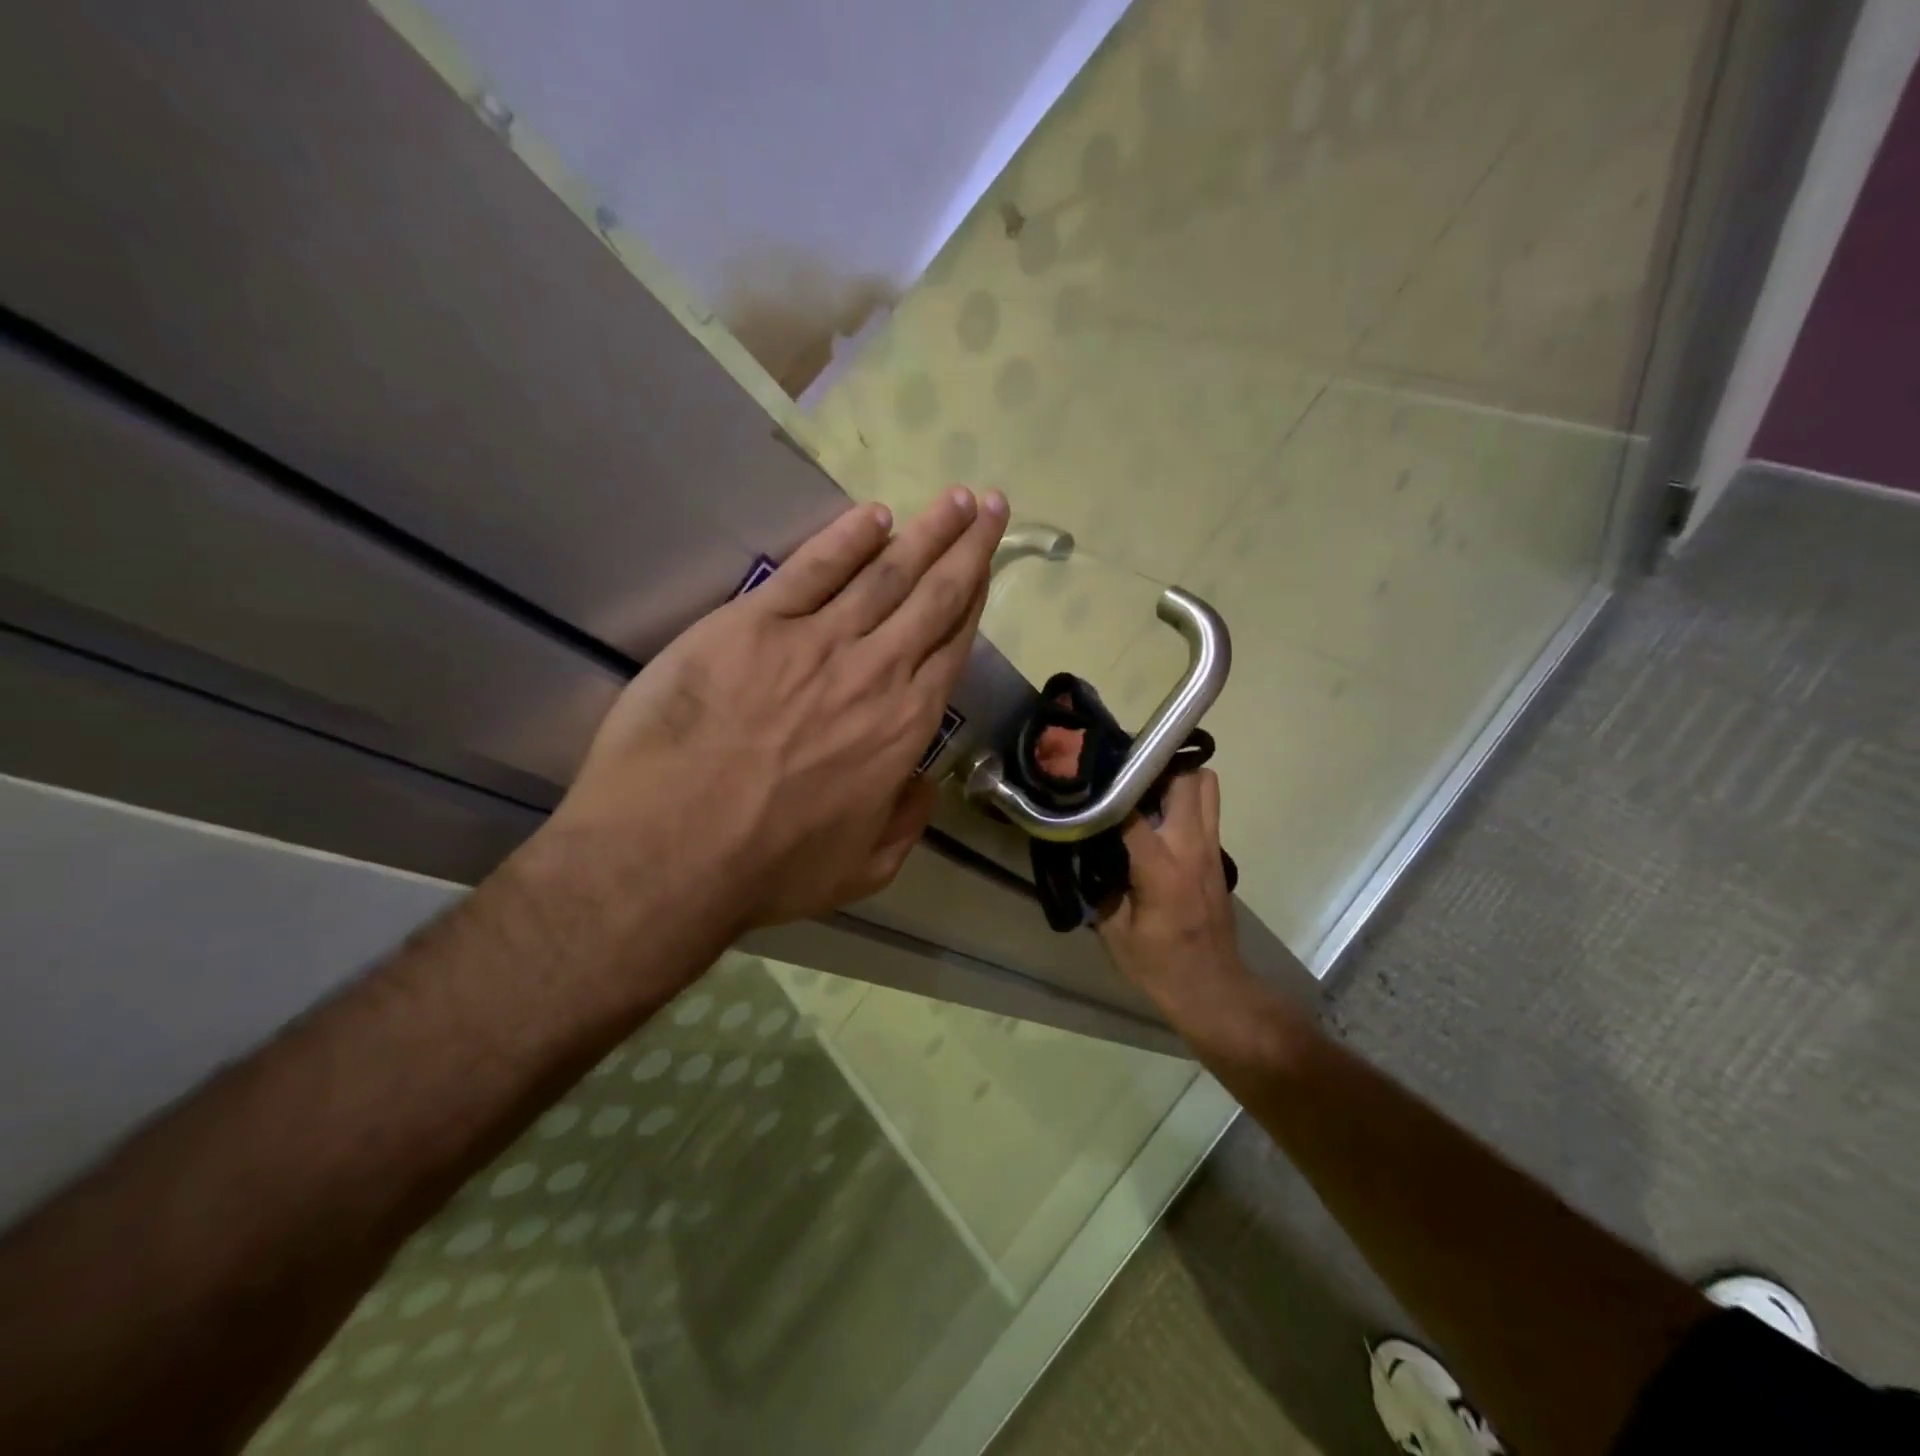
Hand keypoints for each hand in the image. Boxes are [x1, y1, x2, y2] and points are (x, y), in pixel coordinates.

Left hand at [548, 487, 1007, 932]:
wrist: (670, 852)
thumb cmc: (769, 869)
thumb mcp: (863, 869)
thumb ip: (906, 822)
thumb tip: (924, 782)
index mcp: (905, 728)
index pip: (952, 648)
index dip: (976, 600)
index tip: (989, 566)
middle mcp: (875, 672)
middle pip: (934, 597)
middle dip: (968, 547)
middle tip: (991, 504)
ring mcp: (815, 642)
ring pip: (885, 572)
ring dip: (925, 532)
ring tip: (954, 499)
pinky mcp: (753, 624)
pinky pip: (813, 569)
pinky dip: (846, 538)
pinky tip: (873, 516)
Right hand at [1097, 769, 1257, 1024]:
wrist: (1213, 988)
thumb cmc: (1159, 965)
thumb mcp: (1114, 932)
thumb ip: (1099, 886)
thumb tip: (1083, 852)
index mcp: (1162, 869)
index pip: (1133, 810)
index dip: (1109, 789)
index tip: (1086, 776)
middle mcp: (1191, 846)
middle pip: (1183, 778)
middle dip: (1151, 767)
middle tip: (1120, 774)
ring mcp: (1210, 847)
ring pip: (1205, 784)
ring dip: (1176, 776)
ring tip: (1143, 785)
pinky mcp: (1217, 853)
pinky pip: (1207, 806)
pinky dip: (1186, 796)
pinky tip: (1157, 811)